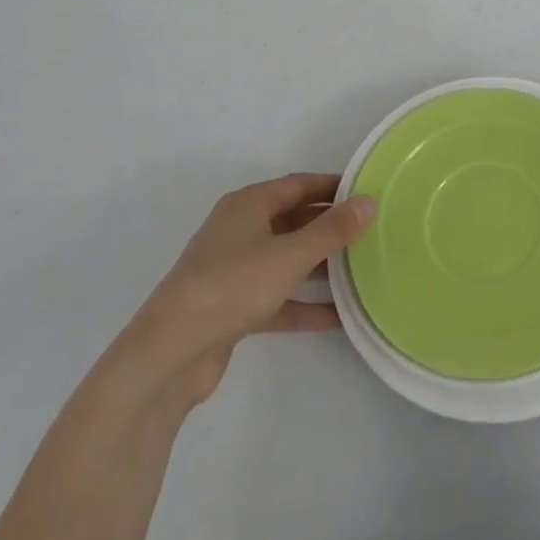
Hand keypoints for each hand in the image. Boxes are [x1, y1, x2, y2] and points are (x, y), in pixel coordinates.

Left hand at [129, 174, 373, 409]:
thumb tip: (368, 201)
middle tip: (370, 232)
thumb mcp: (290, 255)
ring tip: (361, 271)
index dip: (332, 186)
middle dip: (329, 227)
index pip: (298, 185)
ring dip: (319, 266)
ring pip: (286, 260)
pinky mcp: (232, 308)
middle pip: (293, 220)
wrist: (169, 354)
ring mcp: (234, 271)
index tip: (366, 192)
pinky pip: (277, 297)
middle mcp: (239, 230)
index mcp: (248, 205)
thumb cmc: (232, 286)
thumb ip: (332, 230)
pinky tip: (338, 317)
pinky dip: (303, 304)